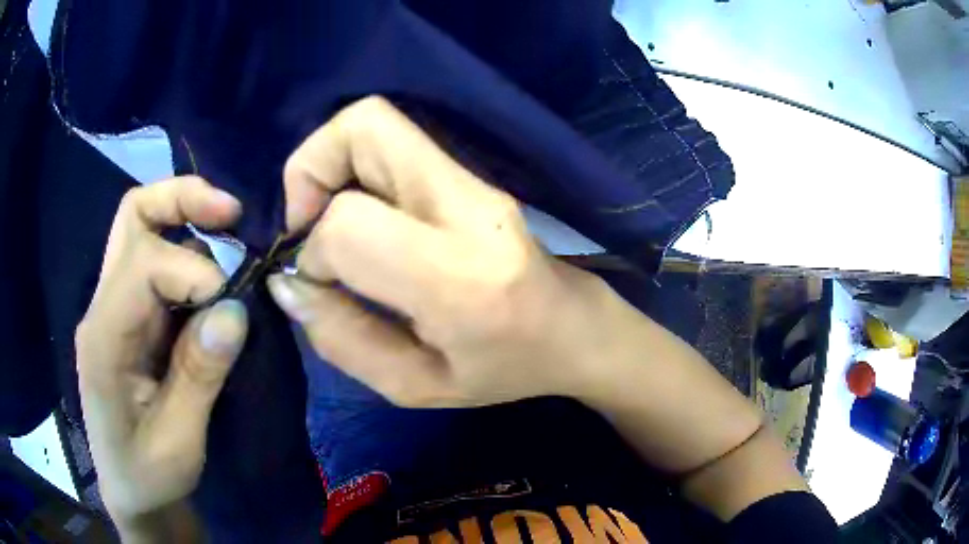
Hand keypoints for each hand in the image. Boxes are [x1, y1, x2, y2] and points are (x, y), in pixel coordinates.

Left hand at [75, 177, 248, 533]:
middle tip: (233, 213)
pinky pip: (158, 262)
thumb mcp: (179, 441)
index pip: (144, 264)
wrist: (132, 492)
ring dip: (190, 224)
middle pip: (134, 215)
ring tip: (232, 244)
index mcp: (103, 338)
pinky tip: (215, 282)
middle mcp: (103, 306)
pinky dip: (191, 256)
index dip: (196, 273)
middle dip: (184, 199)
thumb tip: (236, 310)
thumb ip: (200, 375)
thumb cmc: (148, 475)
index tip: (234, 309)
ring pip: (144, 228)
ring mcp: (115, 306)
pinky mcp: (130, 315)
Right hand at [268, 97, 610, 407]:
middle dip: (309, 170)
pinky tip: (362, 216)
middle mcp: (470, 208)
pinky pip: (394, 142)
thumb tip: (289, 283)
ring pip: (376, 122)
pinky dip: (355, 167)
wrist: (575, 331)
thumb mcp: (416, 387)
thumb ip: (342, 340)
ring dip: (329, 164)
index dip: (314, 252)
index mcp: (460, 279)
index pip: (350, 225)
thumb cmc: (505, 370)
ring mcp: (476, 182)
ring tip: (328, 220)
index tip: (319, 285)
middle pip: (364, 127)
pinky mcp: (474, 174)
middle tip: (306, 226)